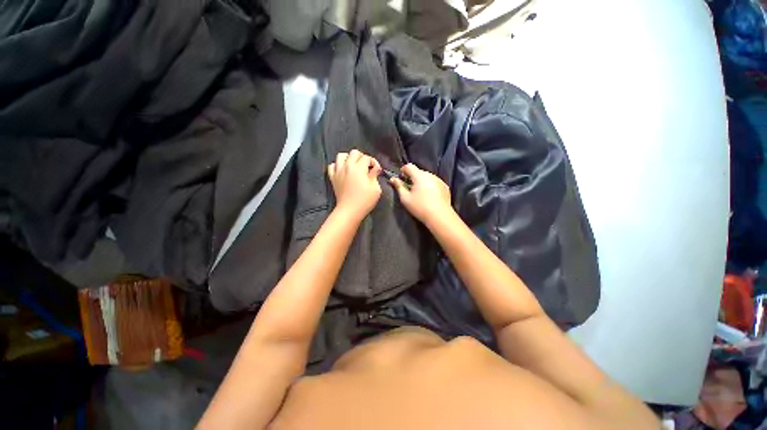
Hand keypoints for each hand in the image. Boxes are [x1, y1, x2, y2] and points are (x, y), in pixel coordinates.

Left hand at [327, 150, 381, 221]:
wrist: (349, 210)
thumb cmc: (365, 200)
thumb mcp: (376, 188)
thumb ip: (375, 175)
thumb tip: (375, 168)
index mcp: (359, 168)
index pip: (367, 158)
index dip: (374, 162)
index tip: (377, 171)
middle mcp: (347, 166)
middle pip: (354, 153)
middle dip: (362, 157)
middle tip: (367, 166)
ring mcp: (338, 171)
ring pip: (341, 155)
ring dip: (349, 158)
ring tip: (354, 165)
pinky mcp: (333, 177)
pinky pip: (332, 166)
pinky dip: (337, 165)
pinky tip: (343, 170)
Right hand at [389, 163, 452, 225]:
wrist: (440, 217)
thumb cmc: (420, 207)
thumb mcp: (405, 199)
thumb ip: (399, 187)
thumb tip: (393, 179)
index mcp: (420, 176)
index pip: (409, 166)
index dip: (403, 170)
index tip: (401, 177)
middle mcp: (430, 175)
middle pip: (419, 172)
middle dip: (413, 177)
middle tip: (409, 187)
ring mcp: (439, 180)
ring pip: (427, 177)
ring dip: (422, 181)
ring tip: (419, 193)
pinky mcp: (445, 187)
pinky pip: (435, 183)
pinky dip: (430, 186)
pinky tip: (429, 196)